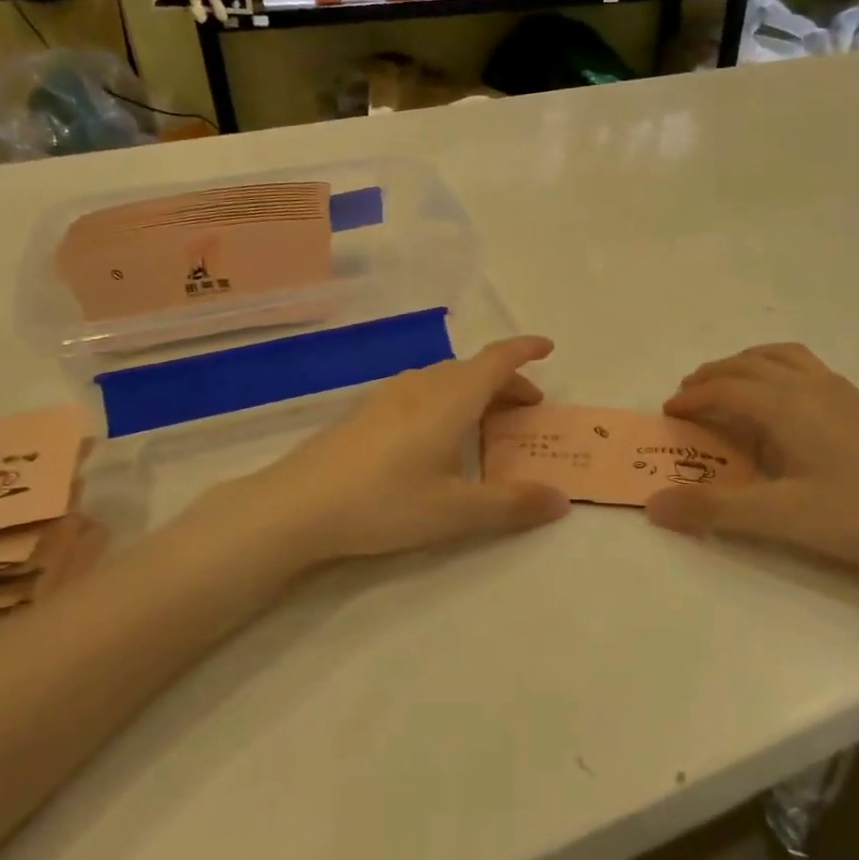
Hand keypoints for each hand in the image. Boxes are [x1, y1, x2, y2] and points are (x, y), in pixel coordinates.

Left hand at [209, 336, 570, 565]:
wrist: (296, 505)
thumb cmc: (385, 502)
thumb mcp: (456, 511)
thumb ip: (512, 504)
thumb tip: (561, 499)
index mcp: (450, 398)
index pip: (497, 359)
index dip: (525, 350)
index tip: (548, 348)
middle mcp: (421, 385)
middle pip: (473, 369)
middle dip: (506, 382)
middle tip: (527, 410)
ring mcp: (388, 394)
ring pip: (444, 379)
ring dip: (474, 391)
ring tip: (485, 422)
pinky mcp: (364, 411)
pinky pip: (420, 391)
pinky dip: (446, 400)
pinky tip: (435, 434)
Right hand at [645, 344, 858, 588]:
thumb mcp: (780, 518)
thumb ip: (714, 509)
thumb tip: (654, 504)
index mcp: (786, 405)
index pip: (724, 389)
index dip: (690, 398)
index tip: (667, 413)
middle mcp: (810, 386)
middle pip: (748, 364)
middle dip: (712, 375)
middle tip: (688, 396)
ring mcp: (840, 392)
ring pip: (780, 357)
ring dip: (745, 364)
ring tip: (729, 385)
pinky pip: (805, 367)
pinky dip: (776, 369)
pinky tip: (784, 402)